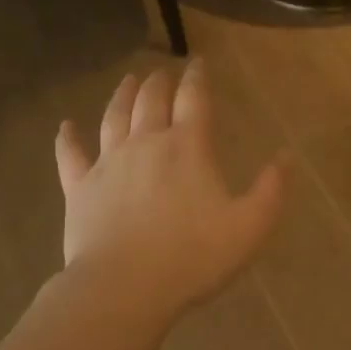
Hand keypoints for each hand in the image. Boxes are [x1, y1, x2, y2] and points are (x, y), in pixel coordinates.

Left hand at [54, 60, 283, 324]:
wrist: (125, 286)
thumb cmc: (193, 256)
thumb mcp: (250, 226)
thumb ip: (271, 189)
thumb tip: (285, 155)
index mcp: (188, 147)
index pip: (194, 99)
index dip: (198, 78)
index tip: (198, 63)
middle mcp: (146, 143)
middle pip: (151, 101)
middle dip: (159, 83)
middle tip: (162, 72)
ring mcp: (108, 164)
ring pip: (114, 117)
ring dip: (122, 96)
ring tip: (128, 81)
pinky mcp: (80, 188)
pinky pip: (71, 155)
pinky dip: (68, 139)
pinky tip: (65, 126)